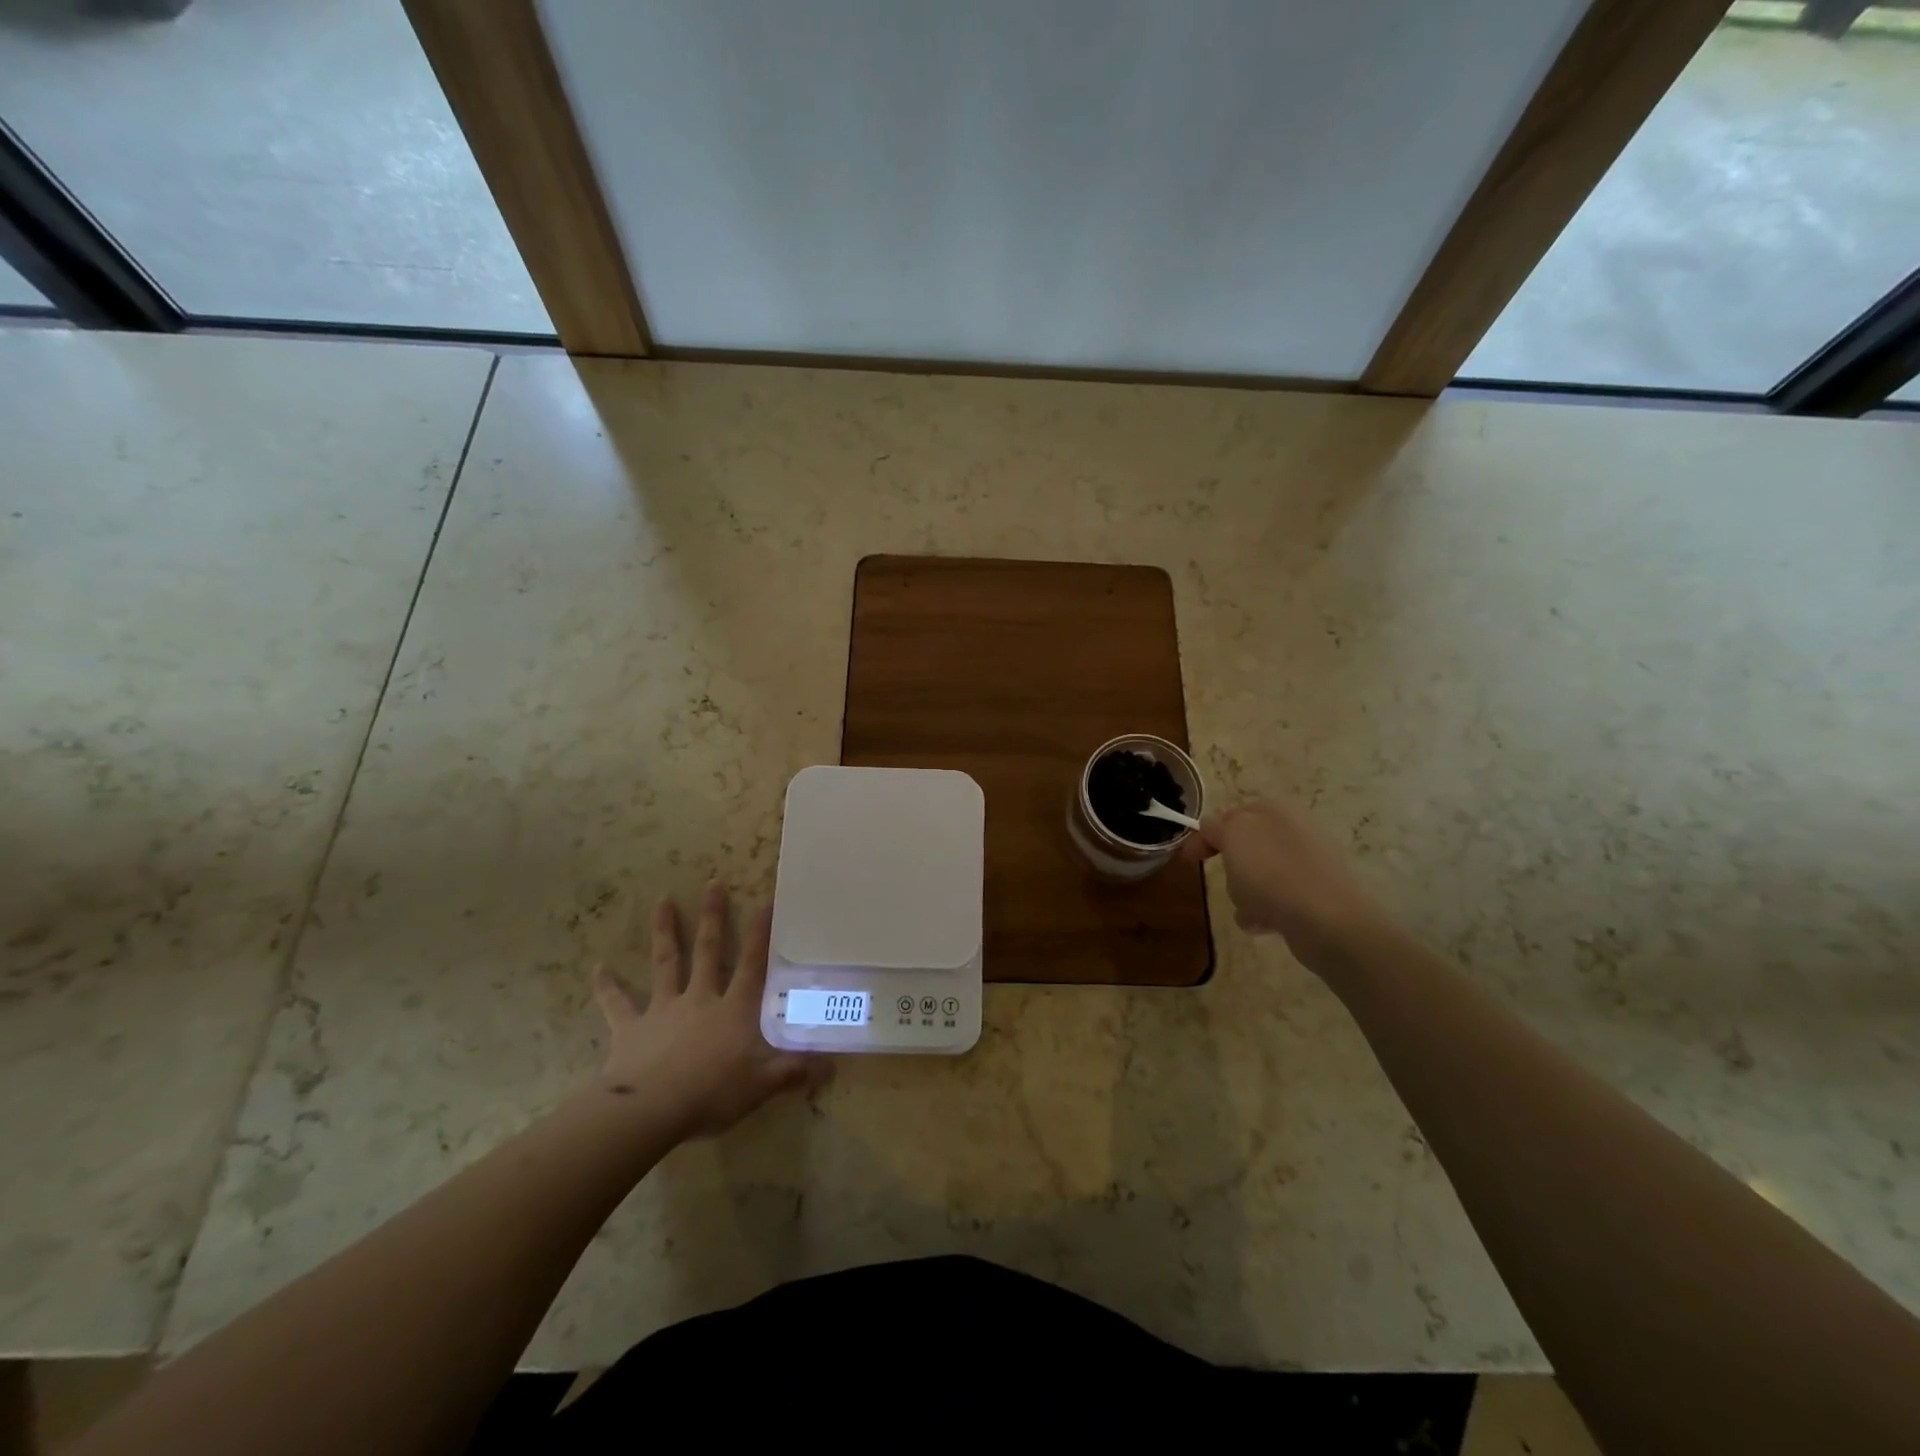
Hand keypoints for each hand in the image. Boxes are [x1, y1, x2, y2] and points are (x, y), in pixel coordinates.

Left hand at [591, 881, 828, 1139]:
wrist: (649, 1109)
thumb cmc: (711, 1093)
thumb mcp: (760, 1085)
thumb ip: (793, 1072)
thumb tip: (832, 1066)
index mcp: (733, 1009)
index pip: (752, 964)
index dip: (761, 933)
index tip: (766, 900)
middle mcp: (699, 998)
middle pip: (707, 950)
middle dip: (712, 916)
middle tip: (713, 882)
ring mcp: (663, 1009)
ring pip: (666, 963)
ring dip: (665, 931)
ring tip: (663, 900)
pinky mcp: (631, 1028)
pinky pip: (617, 1004)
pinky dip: (607, 986)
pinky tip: (597, 968)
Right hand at [1183, 798, 1385, 968]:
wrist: (1327, 920)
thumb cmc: (1272, 873)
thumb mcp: (1233, 836)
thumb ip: (1216, 826)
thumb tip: (1213, 826)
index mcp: (1273, 810)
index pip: (1229, 815)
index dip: (1206, 835)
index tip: (1191, 860)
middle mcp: (1293, 830)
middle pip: (1244, 847)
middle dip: (1230, 867)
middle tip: (1227, 880)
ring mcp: (1307, 863)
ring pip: (1258, 875)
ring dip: (1244, 893)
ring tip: (1248, 909)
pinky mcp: (1315, 895)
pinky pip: (1276, 899)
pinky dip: (1264, 911)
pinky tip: (1264, 924)